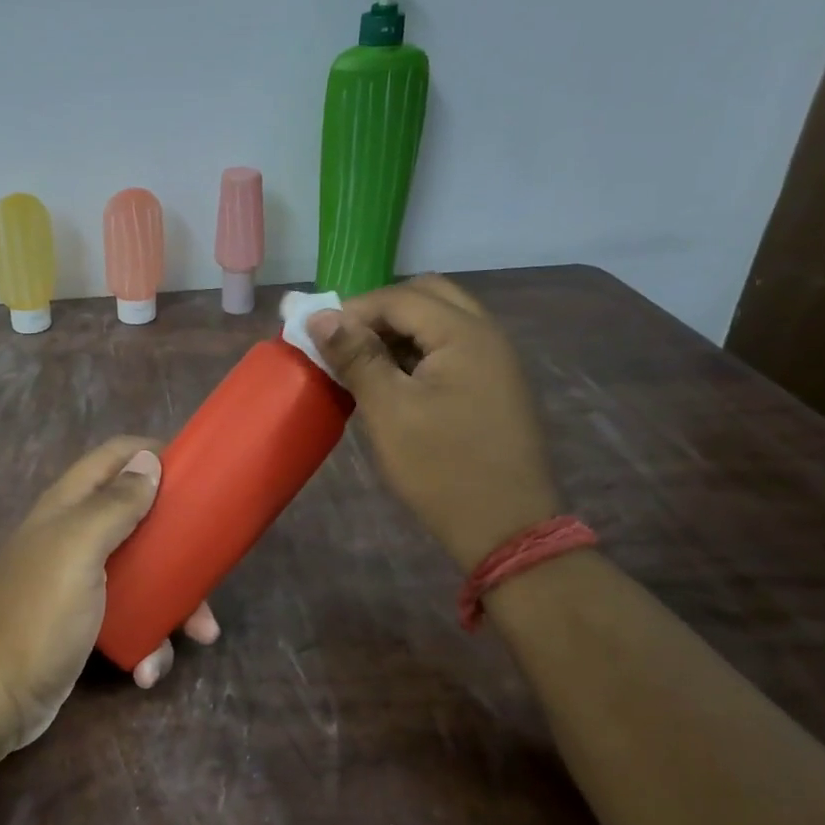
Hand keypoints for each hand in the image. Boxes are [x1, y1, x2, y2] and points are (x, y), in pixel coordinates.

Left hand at [0, 437, 220, 750]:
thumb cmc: (40, 613)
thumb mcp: (79, 549)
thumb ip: (114, 504)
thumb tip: (148, 460)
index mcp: (69, 506)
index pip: (115, 456)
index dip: (154, 455)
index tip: (200, 474)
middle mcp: (75, 536)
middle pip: (139, 517)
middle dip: (178, 541)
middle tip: (211, 565)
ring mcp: (81, 581)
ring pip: (144, 572)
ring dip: (174, 601)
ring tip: (199, 633)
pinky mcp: (87, 623)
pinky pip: (131, 617)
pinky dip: (147, 638)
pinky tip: (147, 667)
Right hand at [307, 274, 559, 568]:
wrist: (506, 528)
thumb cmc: (441, 467)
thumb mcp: (389, 410)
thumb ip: (356, 357)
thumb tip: (320, 316)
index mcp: (465, 334)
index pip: (400, 297)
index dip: (353, 310)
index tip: (318, 338)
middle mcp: (487, 335)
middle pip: (427, 296)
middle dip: (379, 312)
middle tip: (344, 343)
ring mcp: (496, 361)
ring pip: (441, 321)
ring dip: (399, 331)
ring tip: (363, 363)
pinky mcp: (495, 385)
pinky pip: (453, 348)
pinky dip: (419, 351)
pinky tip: (394, 382)